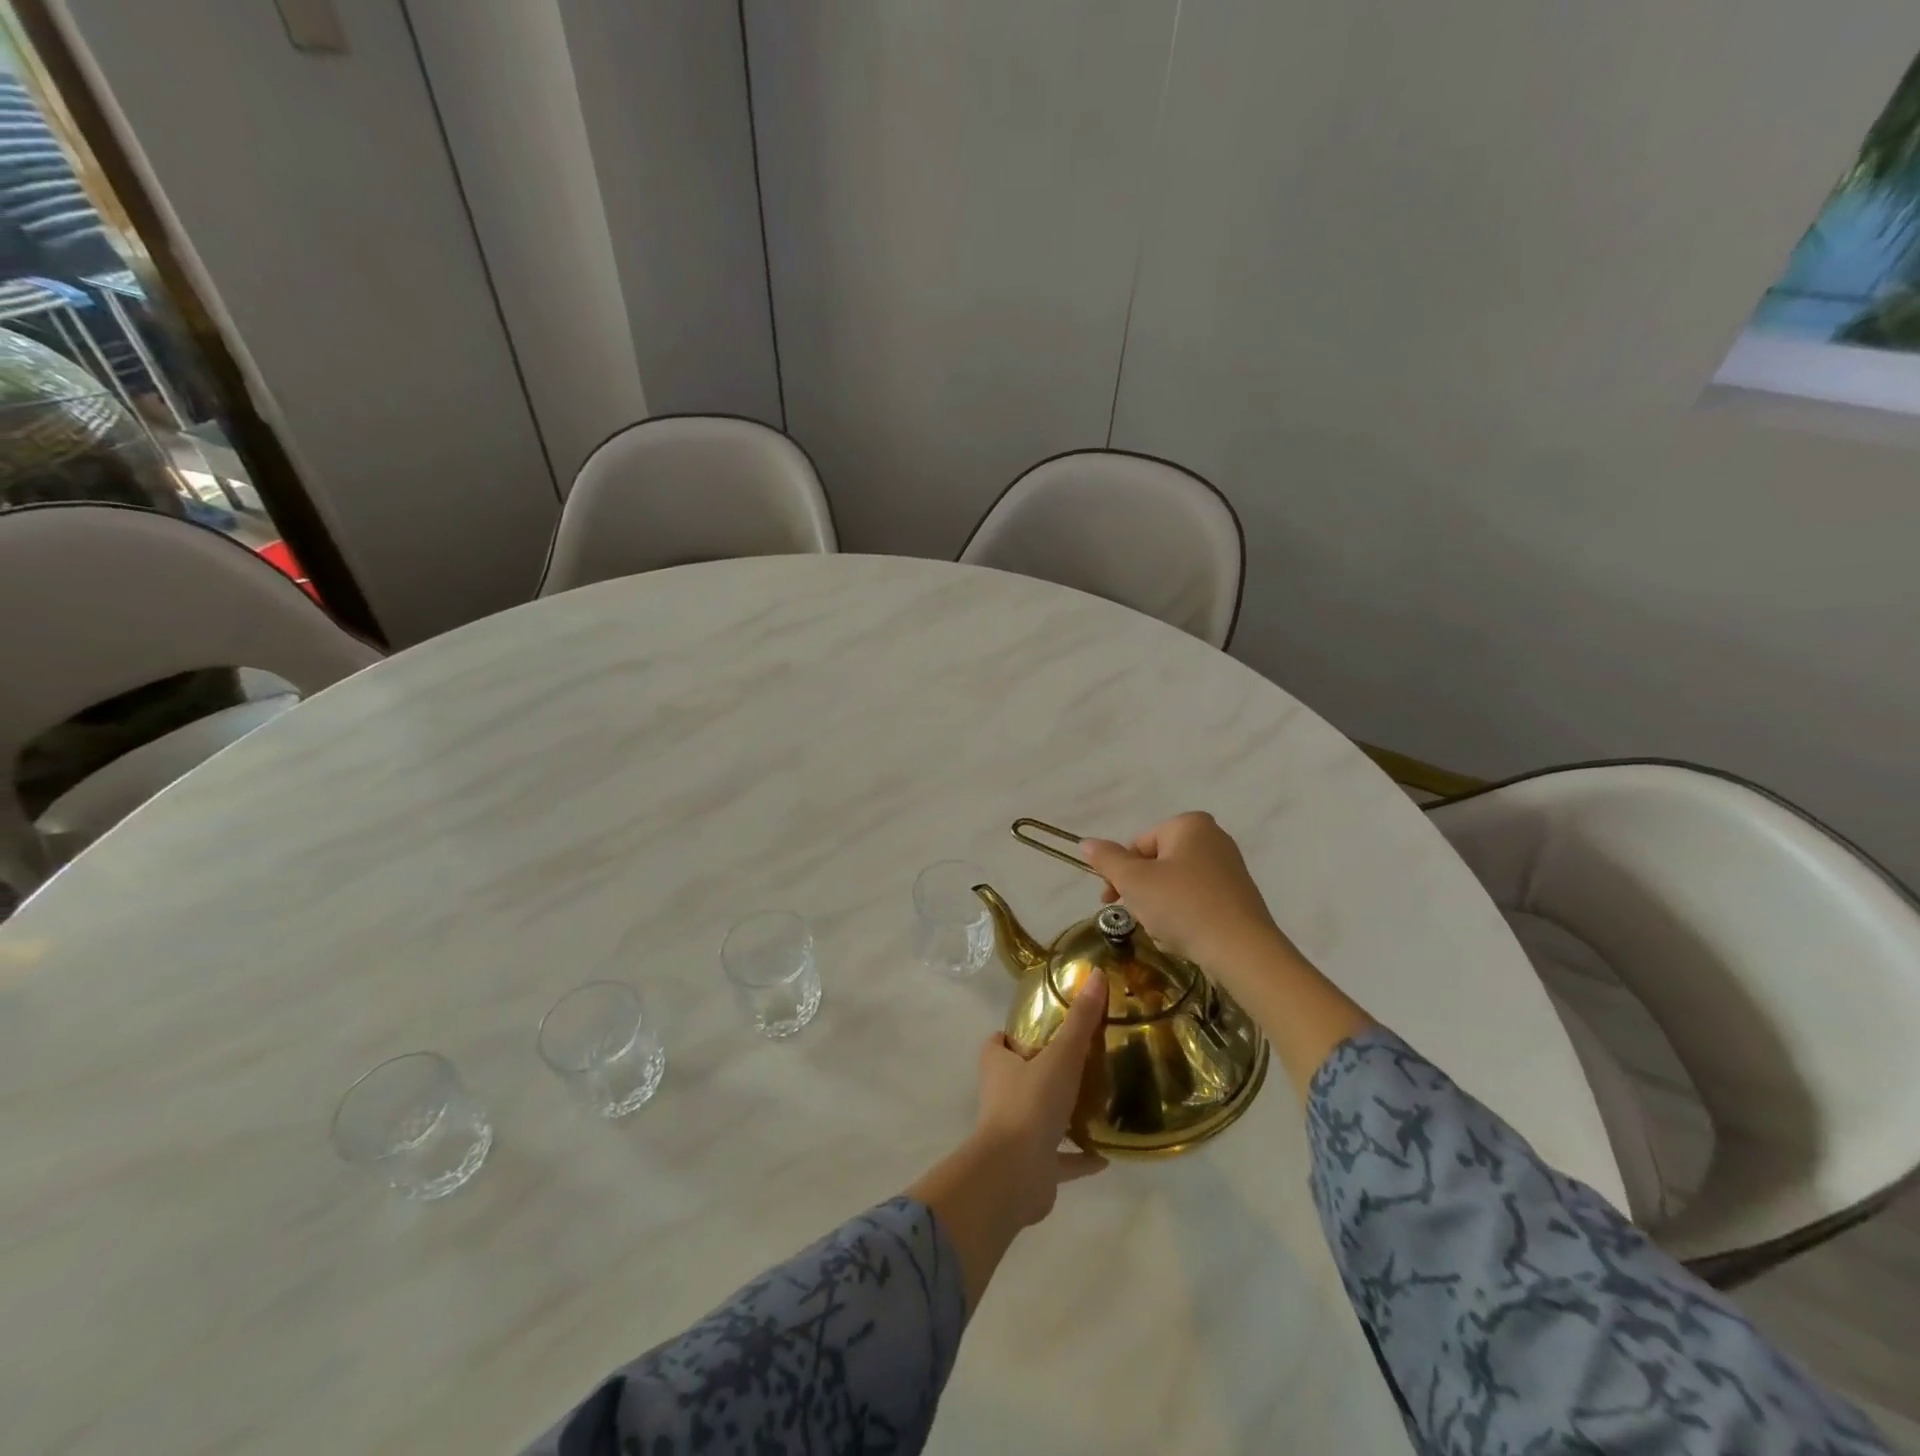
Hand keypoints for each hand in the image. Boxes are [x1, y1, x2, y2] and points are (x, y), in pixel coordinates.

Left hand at [906, 974, 1107, 1308]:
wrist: (1014, 1174)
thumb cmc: (1030, 1104)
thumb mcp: (1060, 1055)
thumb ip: (1080, 1020)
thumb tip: (1097, 974)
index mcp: (998, 1067)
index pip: (998, 1043)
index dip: (1014, 1035)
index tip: (1043, 1027)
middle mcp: (1002, 1096)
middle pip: (1019, 1077)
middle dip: (1043, 1070)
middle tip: (1078, 1059)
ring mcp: (1016, 1134)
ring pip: (1039, 1117)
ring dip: (1062, 1114)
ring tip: (1096, 1102)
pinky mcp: (1033, 1167)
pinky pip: (1060, 1159)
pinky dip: (1079, 1156)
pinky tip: (1107, 1154)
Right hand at [1080, 811, 1286, 969]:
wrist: (1242, 951)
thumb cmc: (1183, 906)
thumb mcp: (1135, 881)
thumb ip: (1107, 859)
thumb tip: (1086, 842)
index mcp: (1189, 825)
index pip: (1138, 845)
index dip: (1119, 873)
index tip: (1109, 900)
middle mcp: (1213, 838)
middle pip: (1157, 863)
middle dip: (1141, 890)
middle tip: (1136, 916)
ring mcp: (1229, 868)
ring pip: (1175, 884)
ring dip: (1160, 905)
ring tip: (1162, 930)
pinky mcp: (1238, 896)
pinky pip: (1197, 899)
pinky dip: (1183, 915)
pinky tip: (1183, 936)